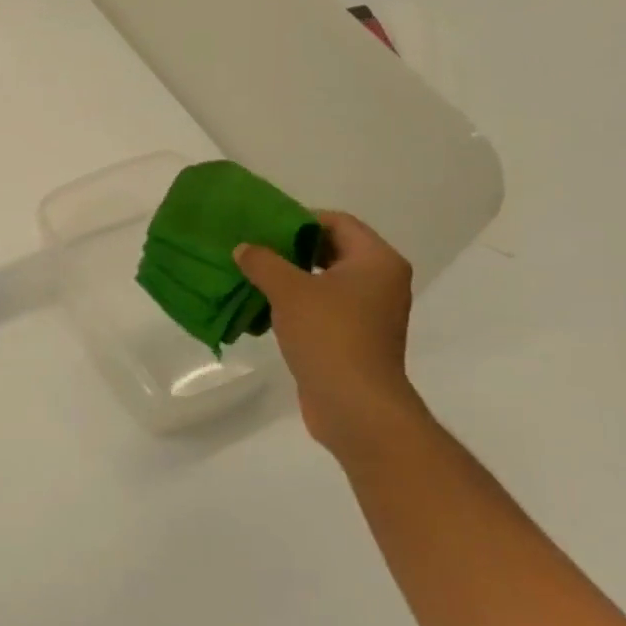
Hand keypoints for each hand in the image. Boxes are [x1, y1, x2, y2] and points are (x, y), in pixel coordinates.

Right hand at [235, 211, 423, 454]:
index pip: (337, 221)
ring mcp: (370, 312)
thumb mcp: (289, 290)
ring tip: (251, 278)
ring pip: (324, 281)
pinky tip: (263, 311)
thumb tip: (244, 248)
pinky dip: (296, 305)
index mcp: (376, 260)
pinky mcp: (355, 338)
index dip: (299, 219)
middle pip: (331, 250)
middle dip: (290, 249)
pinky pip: (323, 308)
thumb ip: (263, 262)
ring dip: (290, 279)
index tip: (263, 227)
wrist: (354, 405)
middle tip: (253, 249)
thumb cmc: (329, 335)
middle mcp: (380, 281)